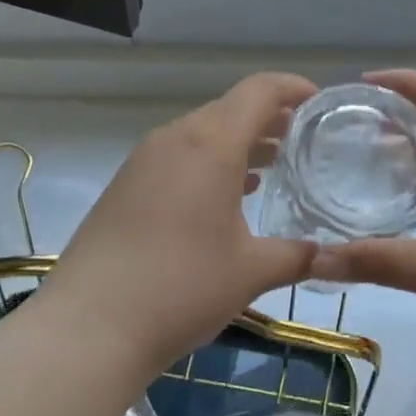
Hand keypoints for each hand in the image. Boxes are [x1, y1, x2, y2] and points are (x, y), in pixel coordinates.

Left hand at [36, 73, 321, 380]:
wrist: (88, 327)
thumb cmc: (182, 287)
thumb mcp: (251, 272)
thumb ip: (297, 255)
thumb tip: (327, 254)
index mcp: (211, 143)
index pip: (259, 91)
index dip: (293, 88)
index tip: (320, 102)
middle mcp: (175, 139)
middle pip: (230, 109)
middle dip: (269, 118)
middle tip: (303, 139)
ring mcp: (144, 161)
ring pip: (202, 134)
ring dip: (239, 142)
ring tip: (273, 164)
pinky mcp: (125, 186)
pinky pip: (178, 157)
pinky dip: (210, 163)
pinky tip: (227, 196)